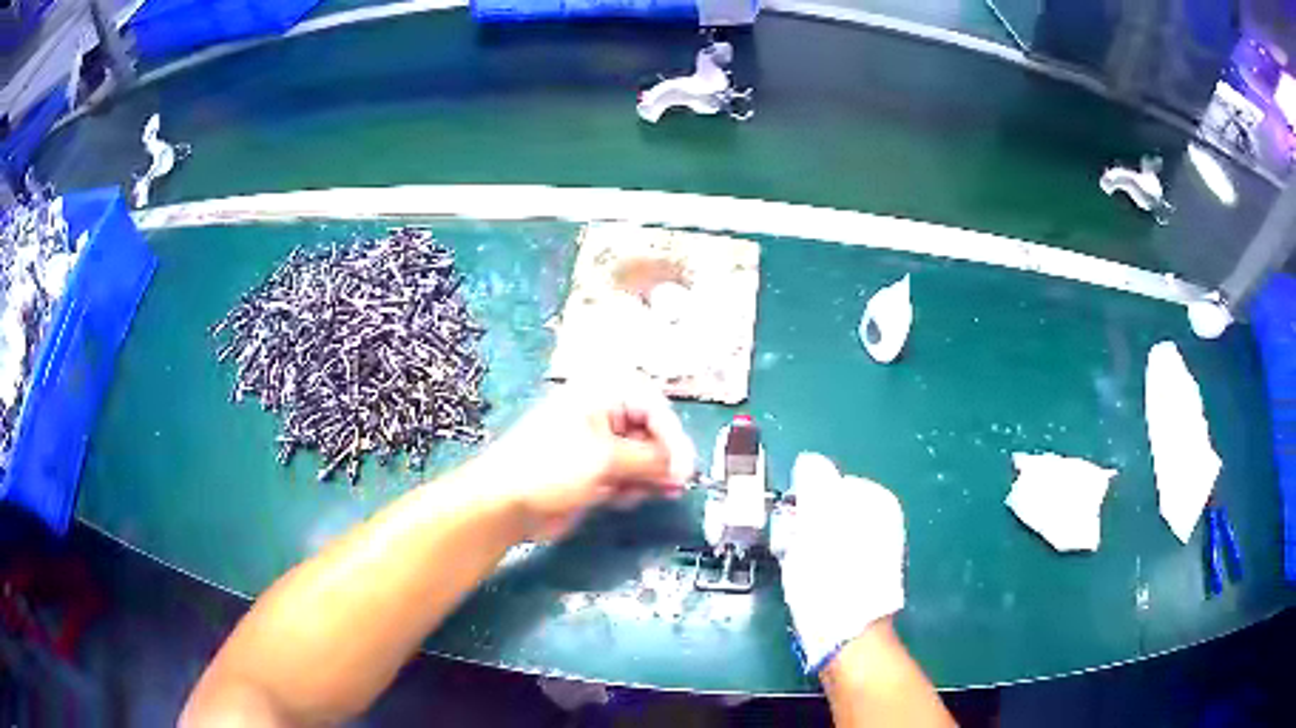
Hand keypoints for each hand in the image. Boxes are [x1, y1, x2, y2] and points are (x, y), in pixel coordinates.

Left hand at [484, 377, 695, 540]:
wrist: (505, 502)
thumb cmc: (551, 467)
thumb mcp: (605, 459)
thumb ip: (649, 460)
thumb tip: (680, 469)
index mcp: (601, 394)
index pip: (654, 407)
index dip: (673, 437)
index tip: (684, 468)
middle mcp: (602, 414)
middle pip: (650, 433)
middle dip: (662, 460)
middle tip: (674, 486)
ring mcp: (596, 445)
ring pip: (640, 458)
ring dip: (648, 477)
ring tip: (646, 494)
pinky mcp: (592, 472)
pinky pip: (625, 476)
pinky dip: (630, 488)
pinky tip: (622, 500)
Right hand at [771, 453, 905, 673]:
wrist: (847, 633)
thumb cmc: (830, 574)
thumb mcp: (817, 518)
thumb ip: (816, 482)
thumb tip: (811, 460)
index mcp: (878, 501)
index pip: (830, 485)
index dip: (806, 503)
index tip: (794, 523)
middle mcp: (884, 522)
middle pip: (830, 512)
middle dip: (808, 527)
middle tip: (795, 549)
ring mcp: (877, 552)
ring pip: (828, 539)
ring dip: (810, 550)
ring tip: (803, 572)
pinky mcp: (866, 578)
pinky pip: (834, 561)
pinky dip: (821, 568)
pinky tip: (813, 586)